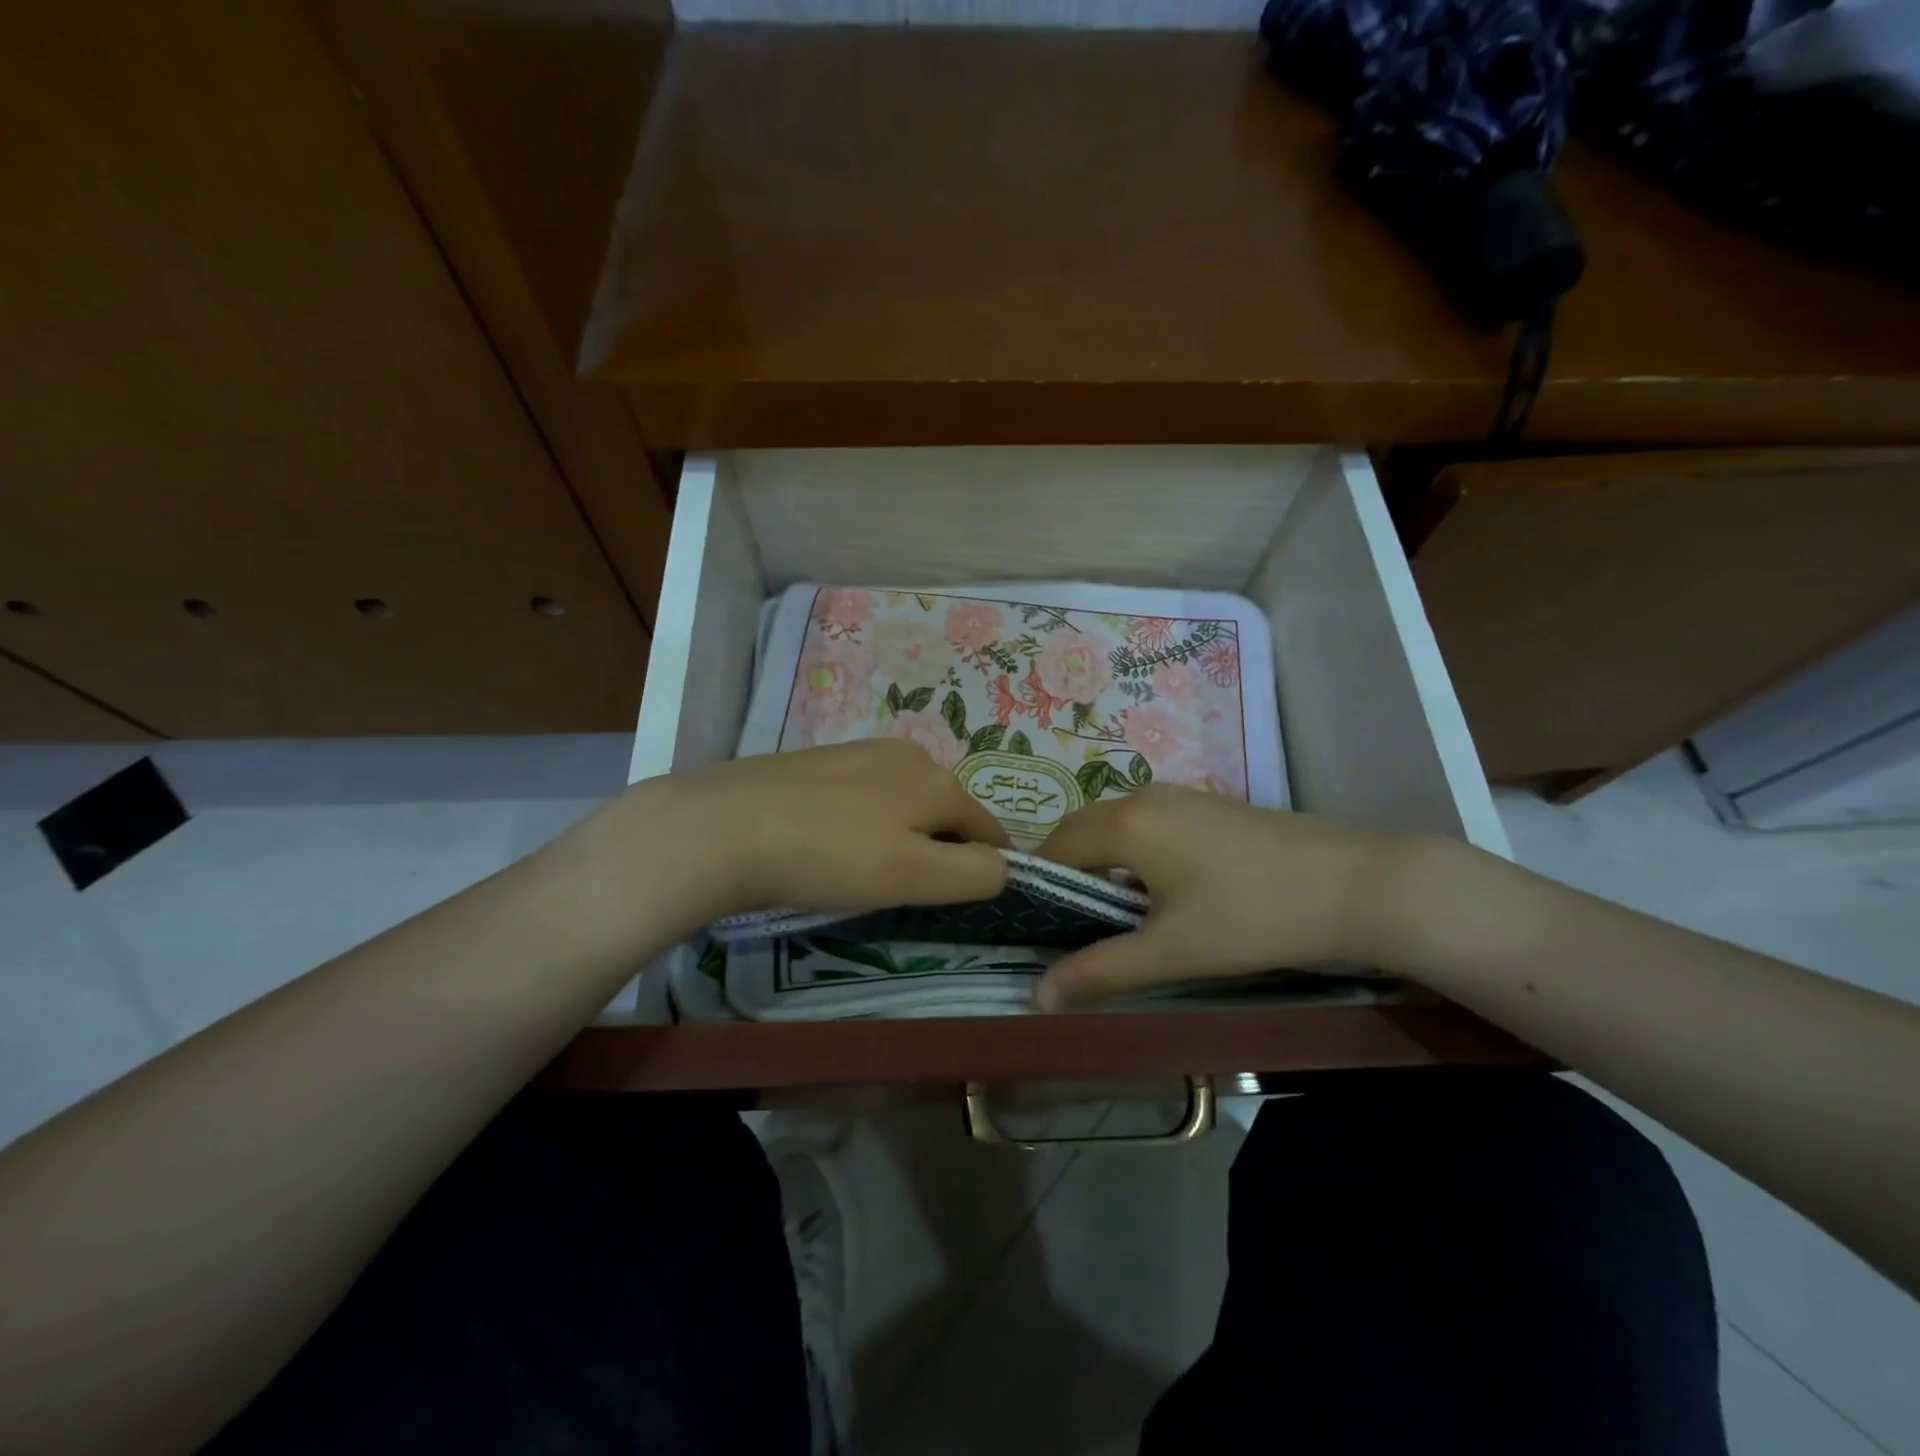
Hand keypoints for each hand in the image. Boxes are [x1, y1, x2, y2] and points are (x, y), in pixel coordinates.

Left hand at [638, 740, 1010, 923]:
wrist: (724, 826)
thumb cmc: (830, 856)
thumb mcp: (913, 877)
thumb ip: (974, 874)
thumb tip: (1005, 867)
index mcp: (939, 780)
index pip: (990, 831)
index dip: (984, 871)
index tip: (953, 904)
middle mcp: (909, 755)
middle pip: (946, 815)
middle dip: (937, 853)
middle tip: (899, 893)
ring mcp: (861, 751)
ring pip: (904, 805)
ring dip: (898, 839)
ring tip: (858, 873)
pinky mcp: (820, 760)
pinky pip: (863, 797)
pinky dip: (861, 824)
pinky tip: (827, 845)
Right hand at [1032, 785, 1409, 1009]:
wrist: (1356, 884)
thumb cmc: (1252, 917)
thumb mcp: (1171, 952)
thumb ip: (1099, 970)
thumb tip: (1035, 996)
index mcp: (1125, 824)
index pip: (1055, 847)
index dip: (1039, 883)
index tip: (1038, 924)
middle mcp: (1144, 797)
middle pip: (1082, 828)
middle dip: (1068, 870)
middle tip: (1072, 924)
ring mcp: (1181, 795)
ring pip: (1117, 824)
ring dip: (1103, 861)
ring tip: (1117, 913)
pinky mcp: (1210, 803)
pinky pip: (1149, 822)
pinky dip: (1136, 851)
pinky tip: (1166, 891)